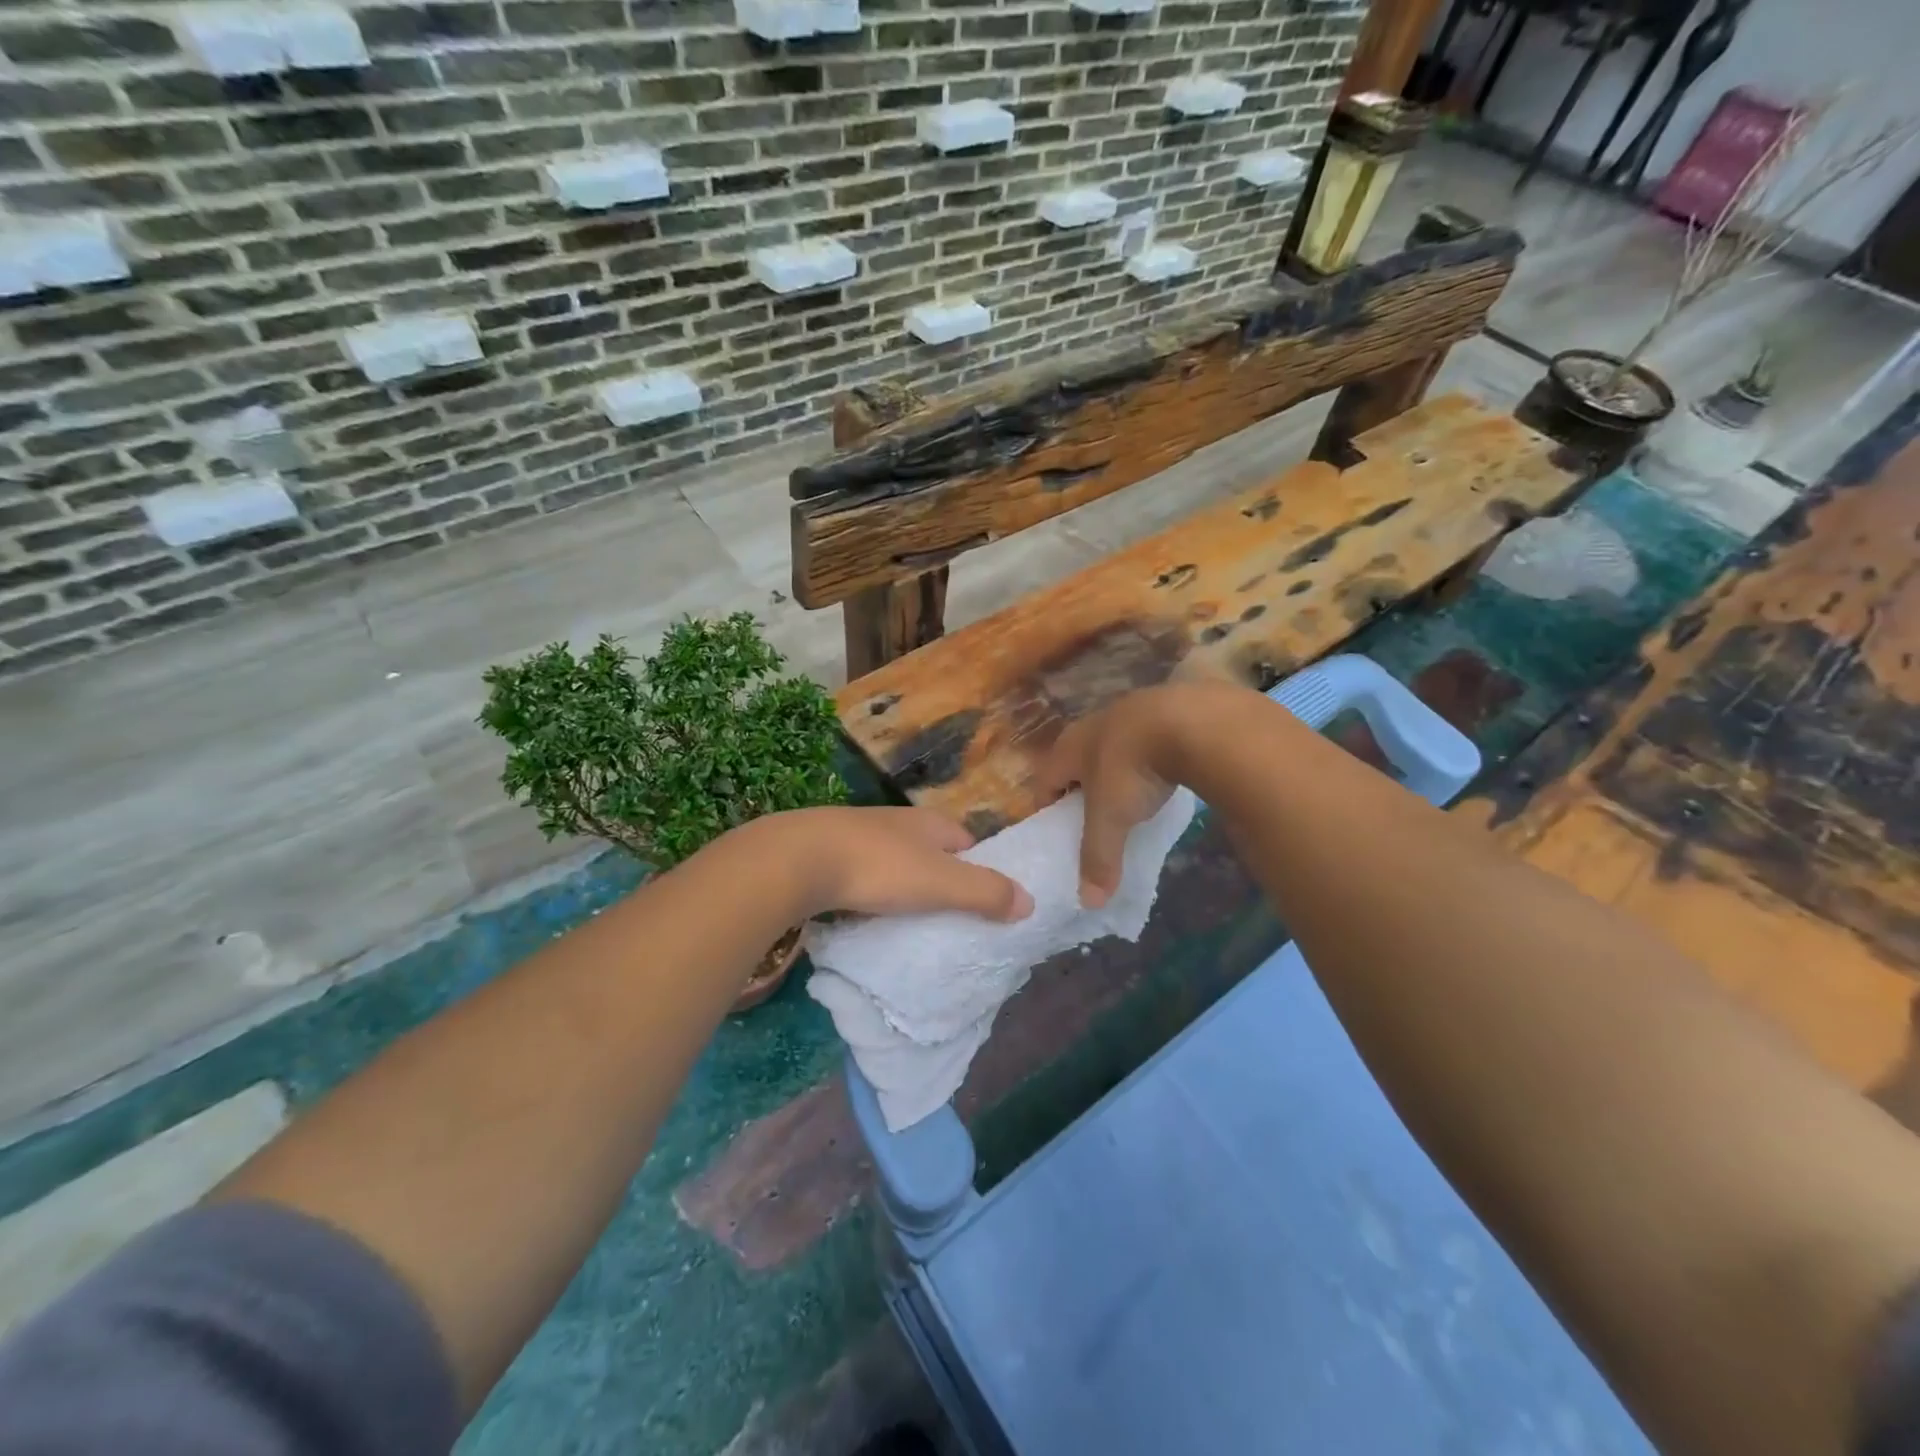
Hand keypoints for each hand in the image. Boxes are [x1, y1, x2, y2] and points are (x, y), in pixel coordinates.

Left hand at [772, 806, 1033, 922]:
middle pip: (930, 850)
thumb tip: (1030, 902)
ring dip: (902, 884)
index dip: (980, 866)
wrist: (797, 859)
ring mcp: (858, 833)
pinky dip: (869, 890)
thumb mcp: (941, 883)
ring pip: (894, 861)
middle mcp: (897, 821)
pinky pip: (861, 873)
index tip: (983, 899)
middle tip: (947, 916)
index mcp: (929, 823)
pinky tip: (864, 911)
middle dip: (940, 877)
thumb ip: (986, 893)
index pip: (967, 841)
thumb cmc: (879, 867)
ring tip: (907, 919)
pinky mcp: (827, 852)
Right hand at [1036, 689, 1186, 907]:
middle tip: (1095, 820)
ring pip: (1113, 748)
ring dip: (1117, 771)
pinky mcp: (1165, 709)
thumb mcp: (1111, 819)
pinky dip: (1150, 759)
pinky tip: (1165, 775)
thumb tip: (1089, 903)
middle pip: (1077, 762)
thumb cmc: (1132, 769)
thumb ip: (1099, 858)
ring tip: (1132, 800)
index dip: (1048, 808)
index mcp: (1068, 748)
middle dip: (1082, 789)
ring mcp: (1129, 711)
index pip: (1045, 780)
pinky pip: (1147, 740)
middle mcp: (1091, 725)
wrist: (1189, 719)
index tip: (1058, 833)